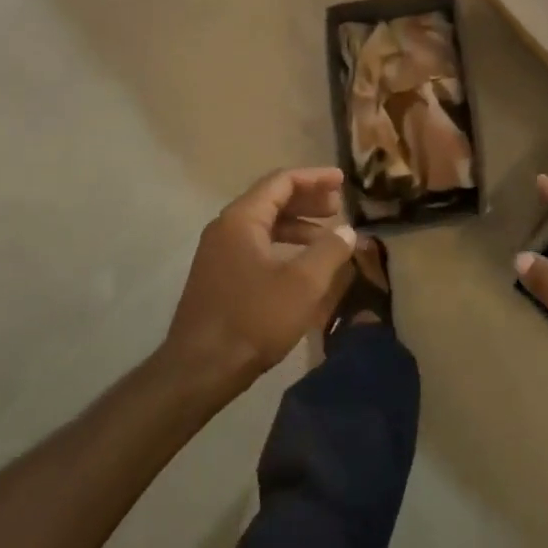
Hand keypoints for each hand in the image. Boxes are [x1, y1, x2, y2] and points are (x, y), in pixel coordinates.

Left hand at [164, 167, 356, 393]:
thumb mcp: (303, 283)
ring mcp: (218, 254)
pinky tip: (302, 264)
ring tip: (327, 236)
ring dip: (297, 225)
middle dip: (307, 200)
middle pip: (271, 200)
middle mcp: (225, 228)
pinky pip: (256, 246)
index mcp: (242, 219)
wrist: (200, 370)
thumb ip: (330, 250)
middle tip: (338, 206)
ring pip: (264, 225)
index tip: (342, 180)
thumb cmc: (254, 319)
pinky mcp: (219, 277)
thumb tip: (347, 230)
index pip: (281, 182)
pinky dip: (283, 245)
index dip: (315, 178)